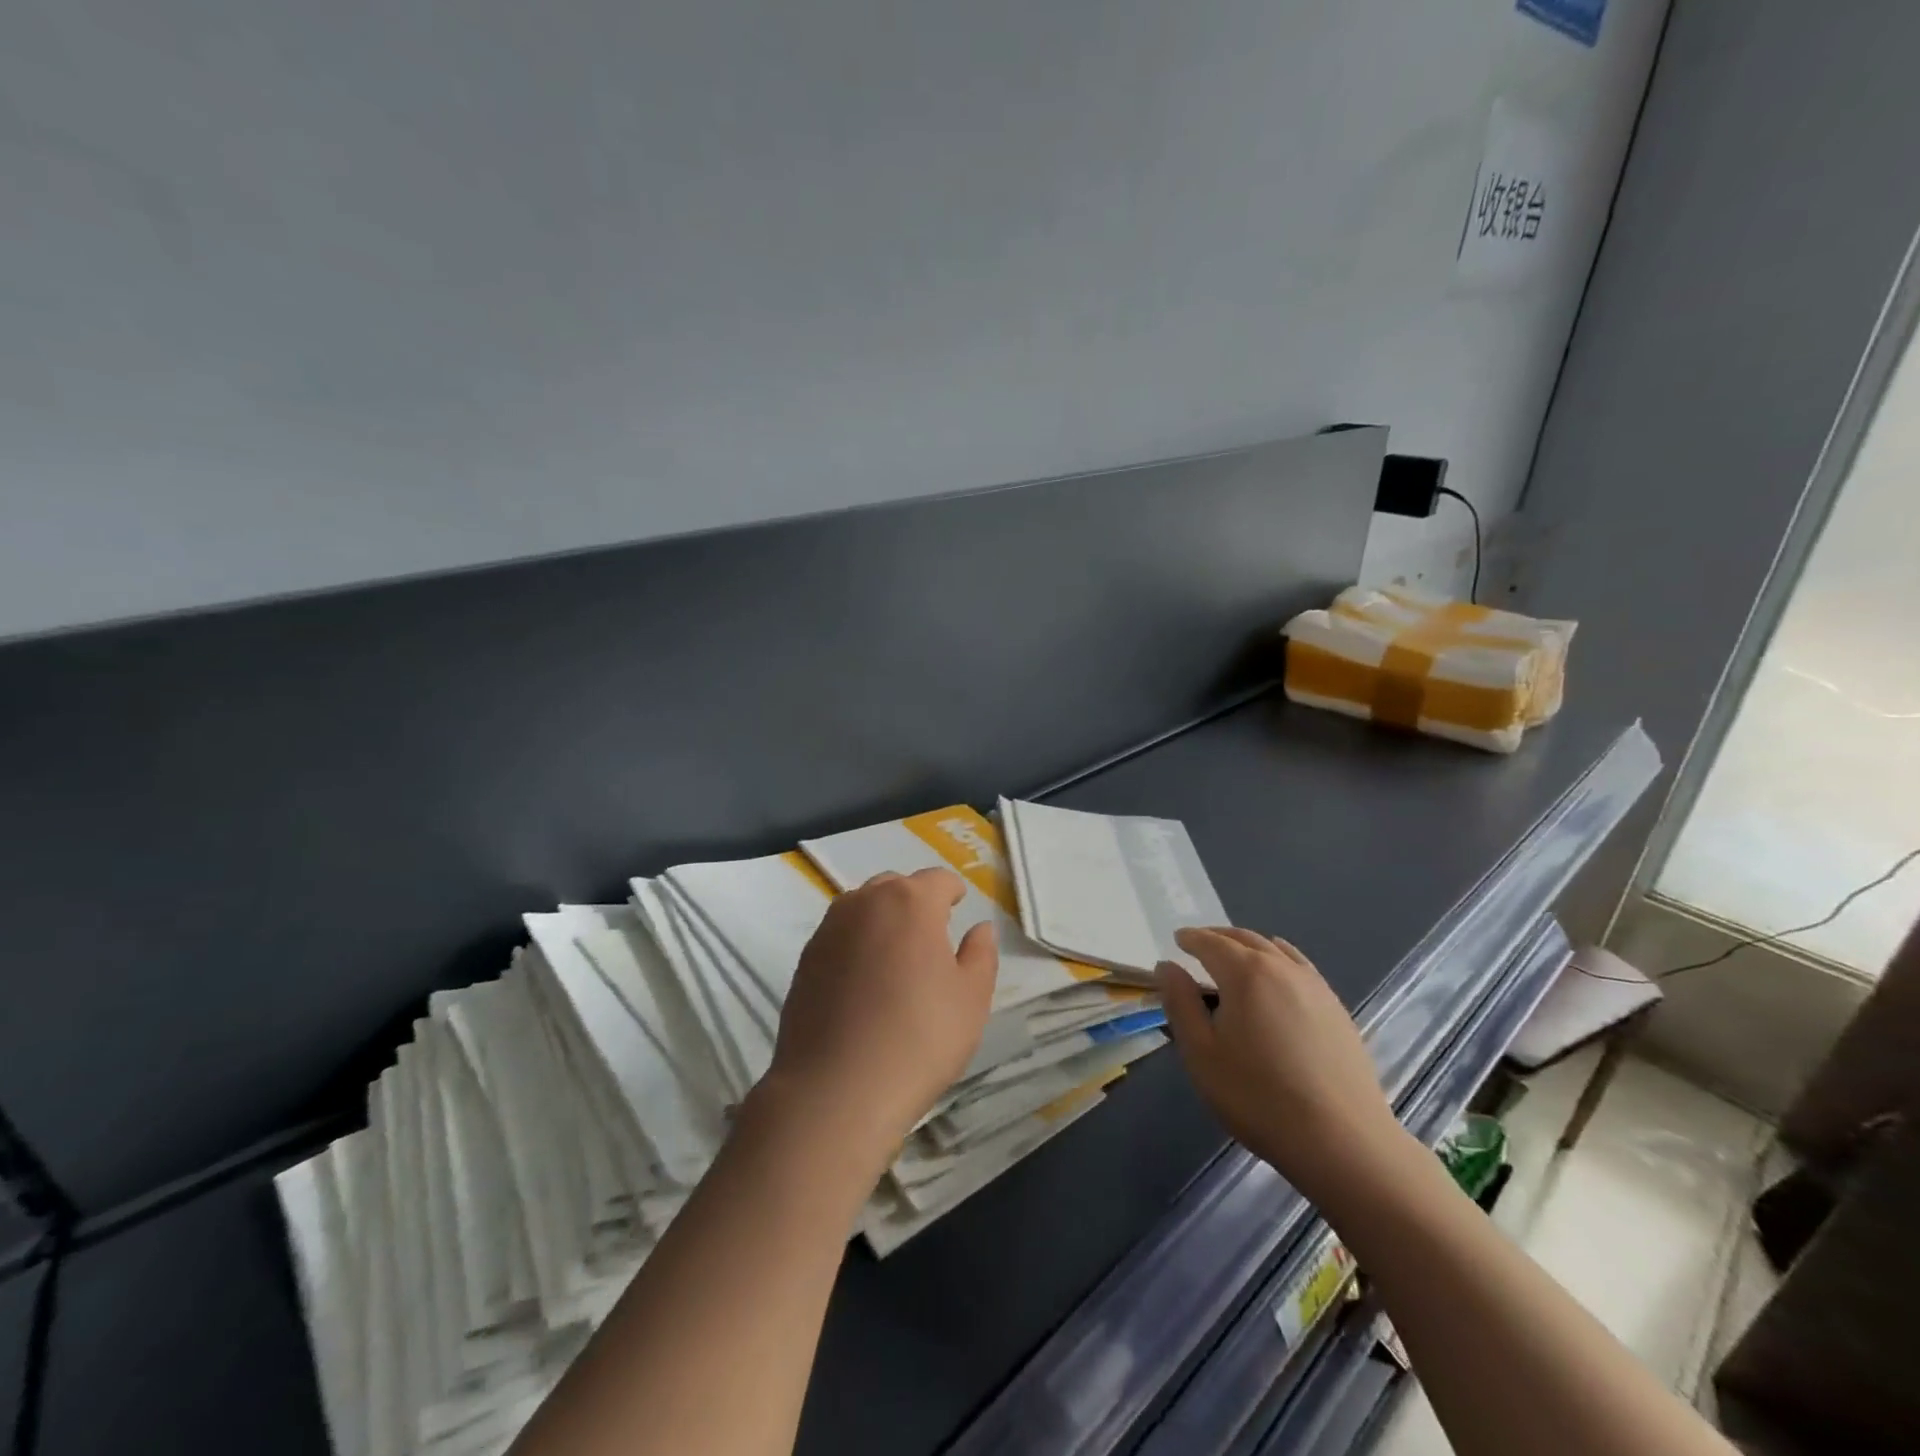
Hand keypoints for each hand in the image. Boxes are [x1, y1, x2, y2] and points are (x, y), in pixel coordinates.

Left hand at [760, 868, 997, 1167]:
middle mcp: (866, 902)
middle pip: (896, 886)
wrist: (836, 1089)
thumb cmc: (919, 1039)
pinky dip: (855, 945)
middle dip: (916, 902)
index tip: (959, 909)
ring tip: (895, 959)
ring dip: (882, 920)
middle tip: (930, 938)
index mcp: (911, 901)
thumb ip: (980, 955)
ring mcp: (829, 929)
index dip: (953, 892)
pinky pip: (839, 936)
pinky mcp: (805, 959)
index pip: (938, 880)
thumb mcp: (971, 999)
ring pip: (863, 908)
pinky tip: (863, 984)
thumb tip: (979, 928)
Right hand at [1158, 927, 1403, 1205]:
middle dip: (1219, 937)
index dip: (1191, 939)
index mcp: (1245, 973)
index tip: (1177, 940)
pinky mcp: (1337, 1009)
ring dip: (1250, 946)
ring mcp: (1315, 987)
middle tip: (1200, 944)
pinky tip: (1278, 980)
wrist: (1342, 1142)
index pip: (1211, 943)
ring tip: (1236, 958)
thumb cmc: (1258, 1097)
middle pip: (1245, 939)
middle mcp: (1282, 968)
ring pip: (1276, 950)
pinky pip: (1300, 968)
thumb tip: (1168, 967)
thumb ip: (1180, 1003)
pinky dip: (1280, 960)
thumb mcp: (1201, 1053)